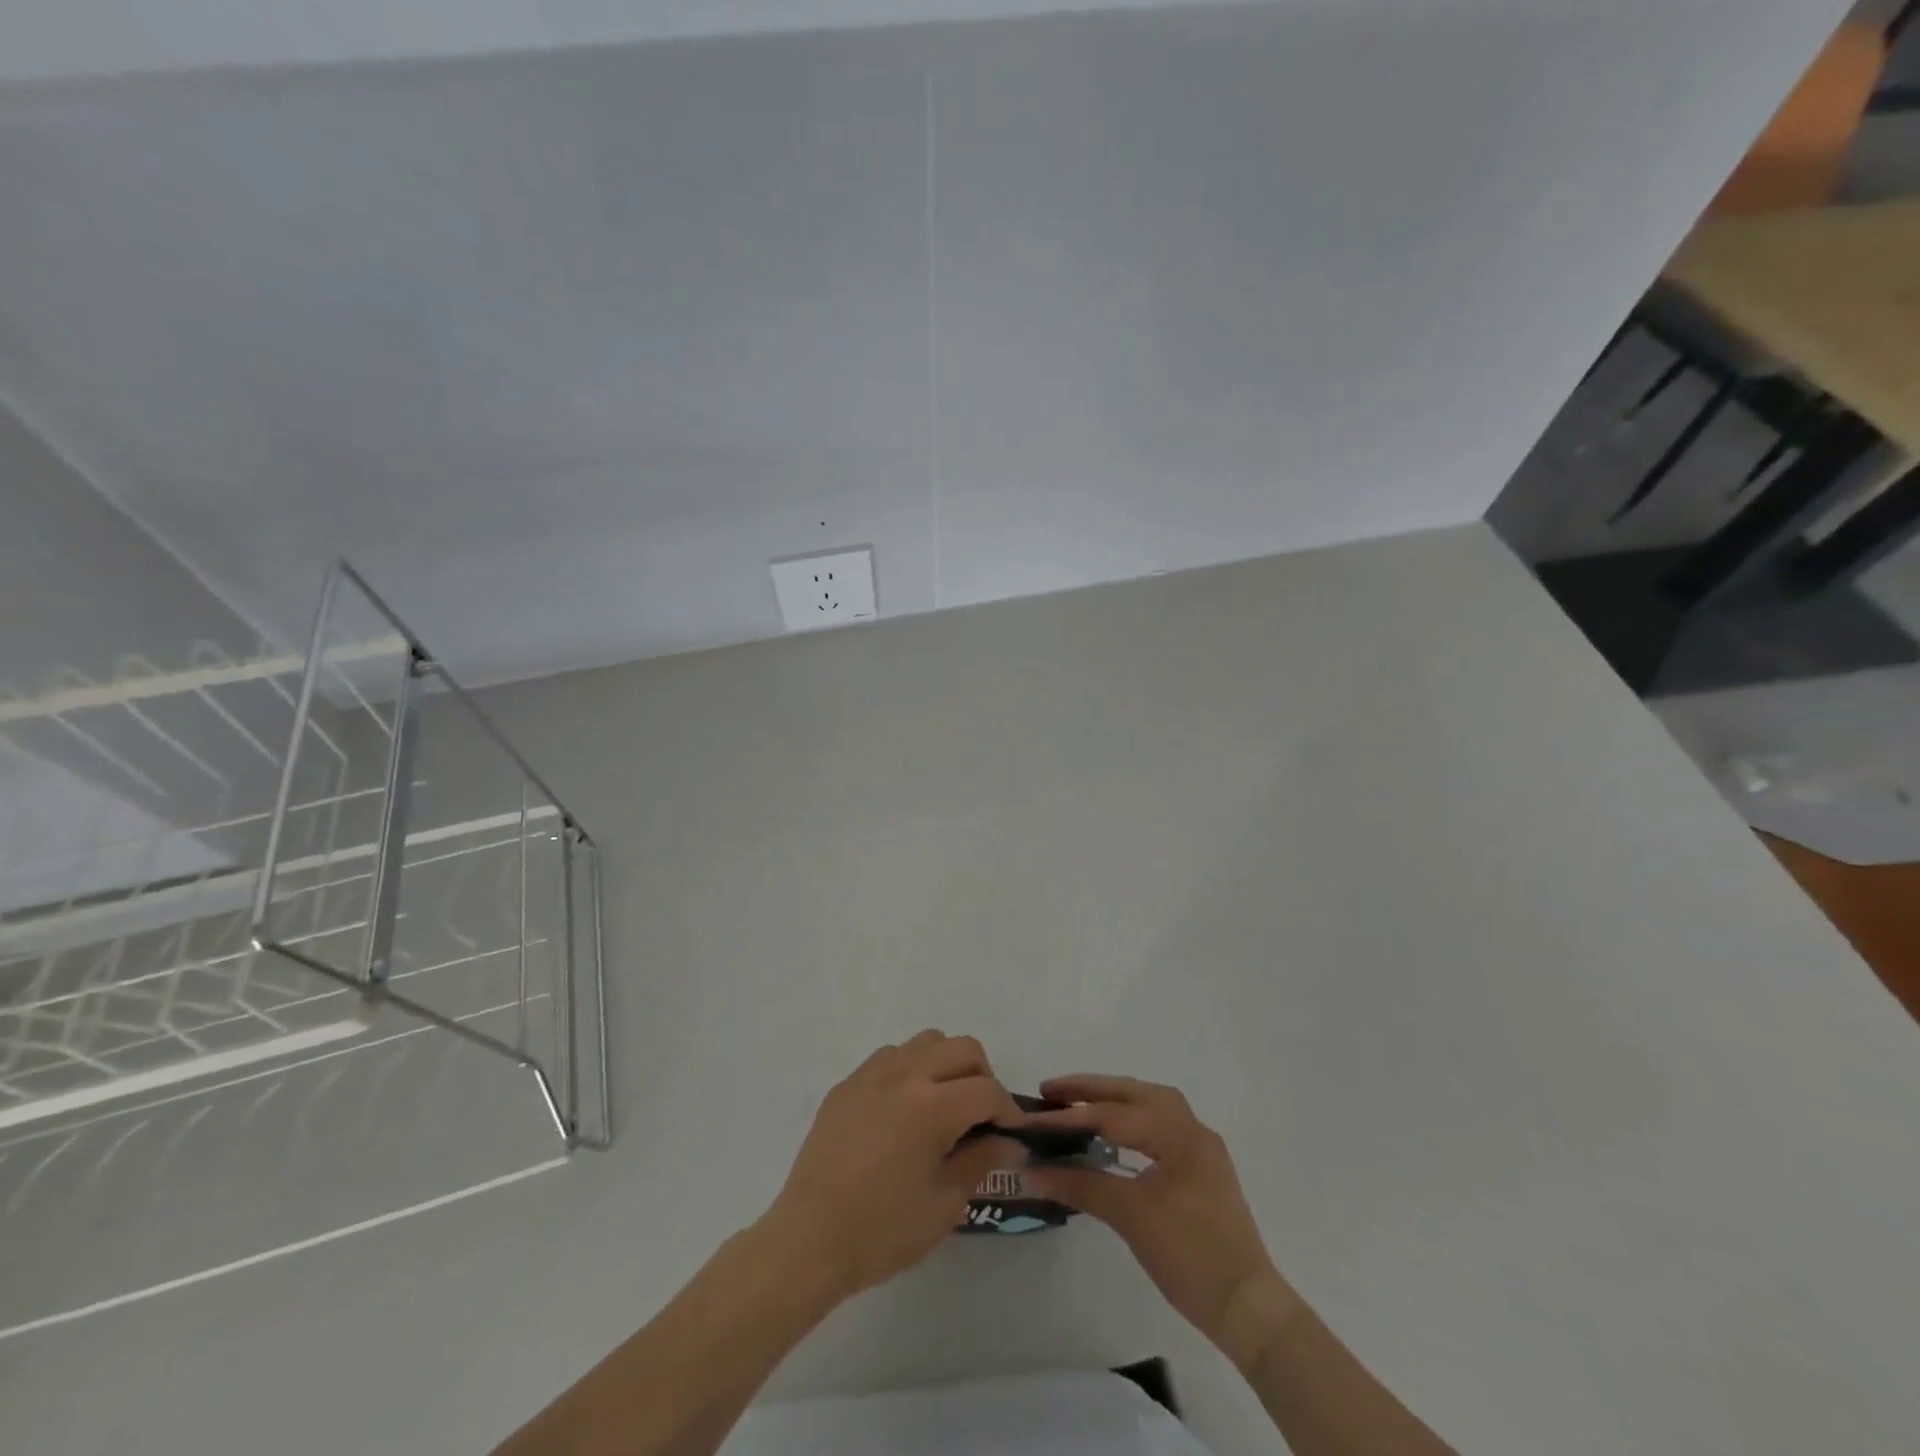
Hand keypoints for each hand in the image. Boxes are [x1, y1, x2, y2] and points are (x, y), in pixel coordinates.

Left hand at [761, 1031, 1021, 1299]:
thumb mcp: (944, 1204)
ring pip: (926, 1042)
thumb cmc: (882, 1231)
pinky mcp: (847, 1083)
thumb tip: (1008, 1141)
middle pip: (962, 1048)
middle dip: (983, 1077)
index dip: (1008, 1111)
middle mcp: (904, 1074)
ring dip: (946, 1065)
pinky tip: (904, 1110)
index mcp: (931, 1106)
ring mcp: (871, 1073)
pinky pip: (891, 1056)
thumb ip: (981, 1160)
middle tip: (980, 1117)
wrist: (809, 1240)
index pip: (987, 1091)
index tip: (1011, 1135)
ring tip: (943, 1106)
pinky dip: (911, 1070)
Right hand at [1018, 1074, 1290, 1368]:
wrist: (1246, 1307)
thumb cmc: (1189, 1254)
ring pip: (1150, 1105)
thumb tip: (1032, 1170)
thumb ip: (1080, 1184)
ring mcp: (1199, 1148)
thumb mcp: (1129, 1216)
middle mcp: (1191, 1128)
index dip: (1068, 1117)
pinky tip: (1112, 1133)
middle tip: (1051, 1092)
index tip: (1030, 1119)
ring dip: (1113, 1101)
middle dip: (1091, 1090)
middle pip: (1134, 1093)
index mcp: (1178, 1131)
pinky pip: (1159, 1127)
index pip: (1112, 1115)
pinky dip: (1132, 1120)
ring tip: (1077, 1104)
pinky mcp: (1201, 1169)